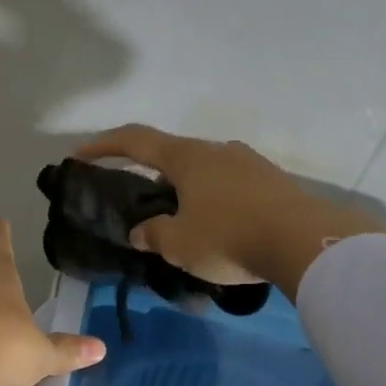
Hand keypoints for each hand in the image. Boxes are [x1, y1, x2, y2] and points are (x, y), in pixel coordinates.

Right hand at [71, 124, 385, 296]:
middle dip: (152, 178)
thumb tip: (141, 232)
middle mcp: (216, 150)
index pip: (135, 141)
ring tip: (185, 225)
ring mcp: (248, 163)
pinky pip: (231, 186)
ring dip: (187, 192)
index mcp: (186, 157)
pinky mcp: (272, 181)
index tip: (80, 154)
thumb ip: (154, 235)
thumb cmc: (230, 236)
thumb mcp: (180, 244)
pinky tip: (221, 229)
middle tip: (145, 209)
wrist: (305, 241)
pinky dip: (215, 202)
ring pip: (204, 172)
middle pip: (172, 157)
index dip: (103, 146)